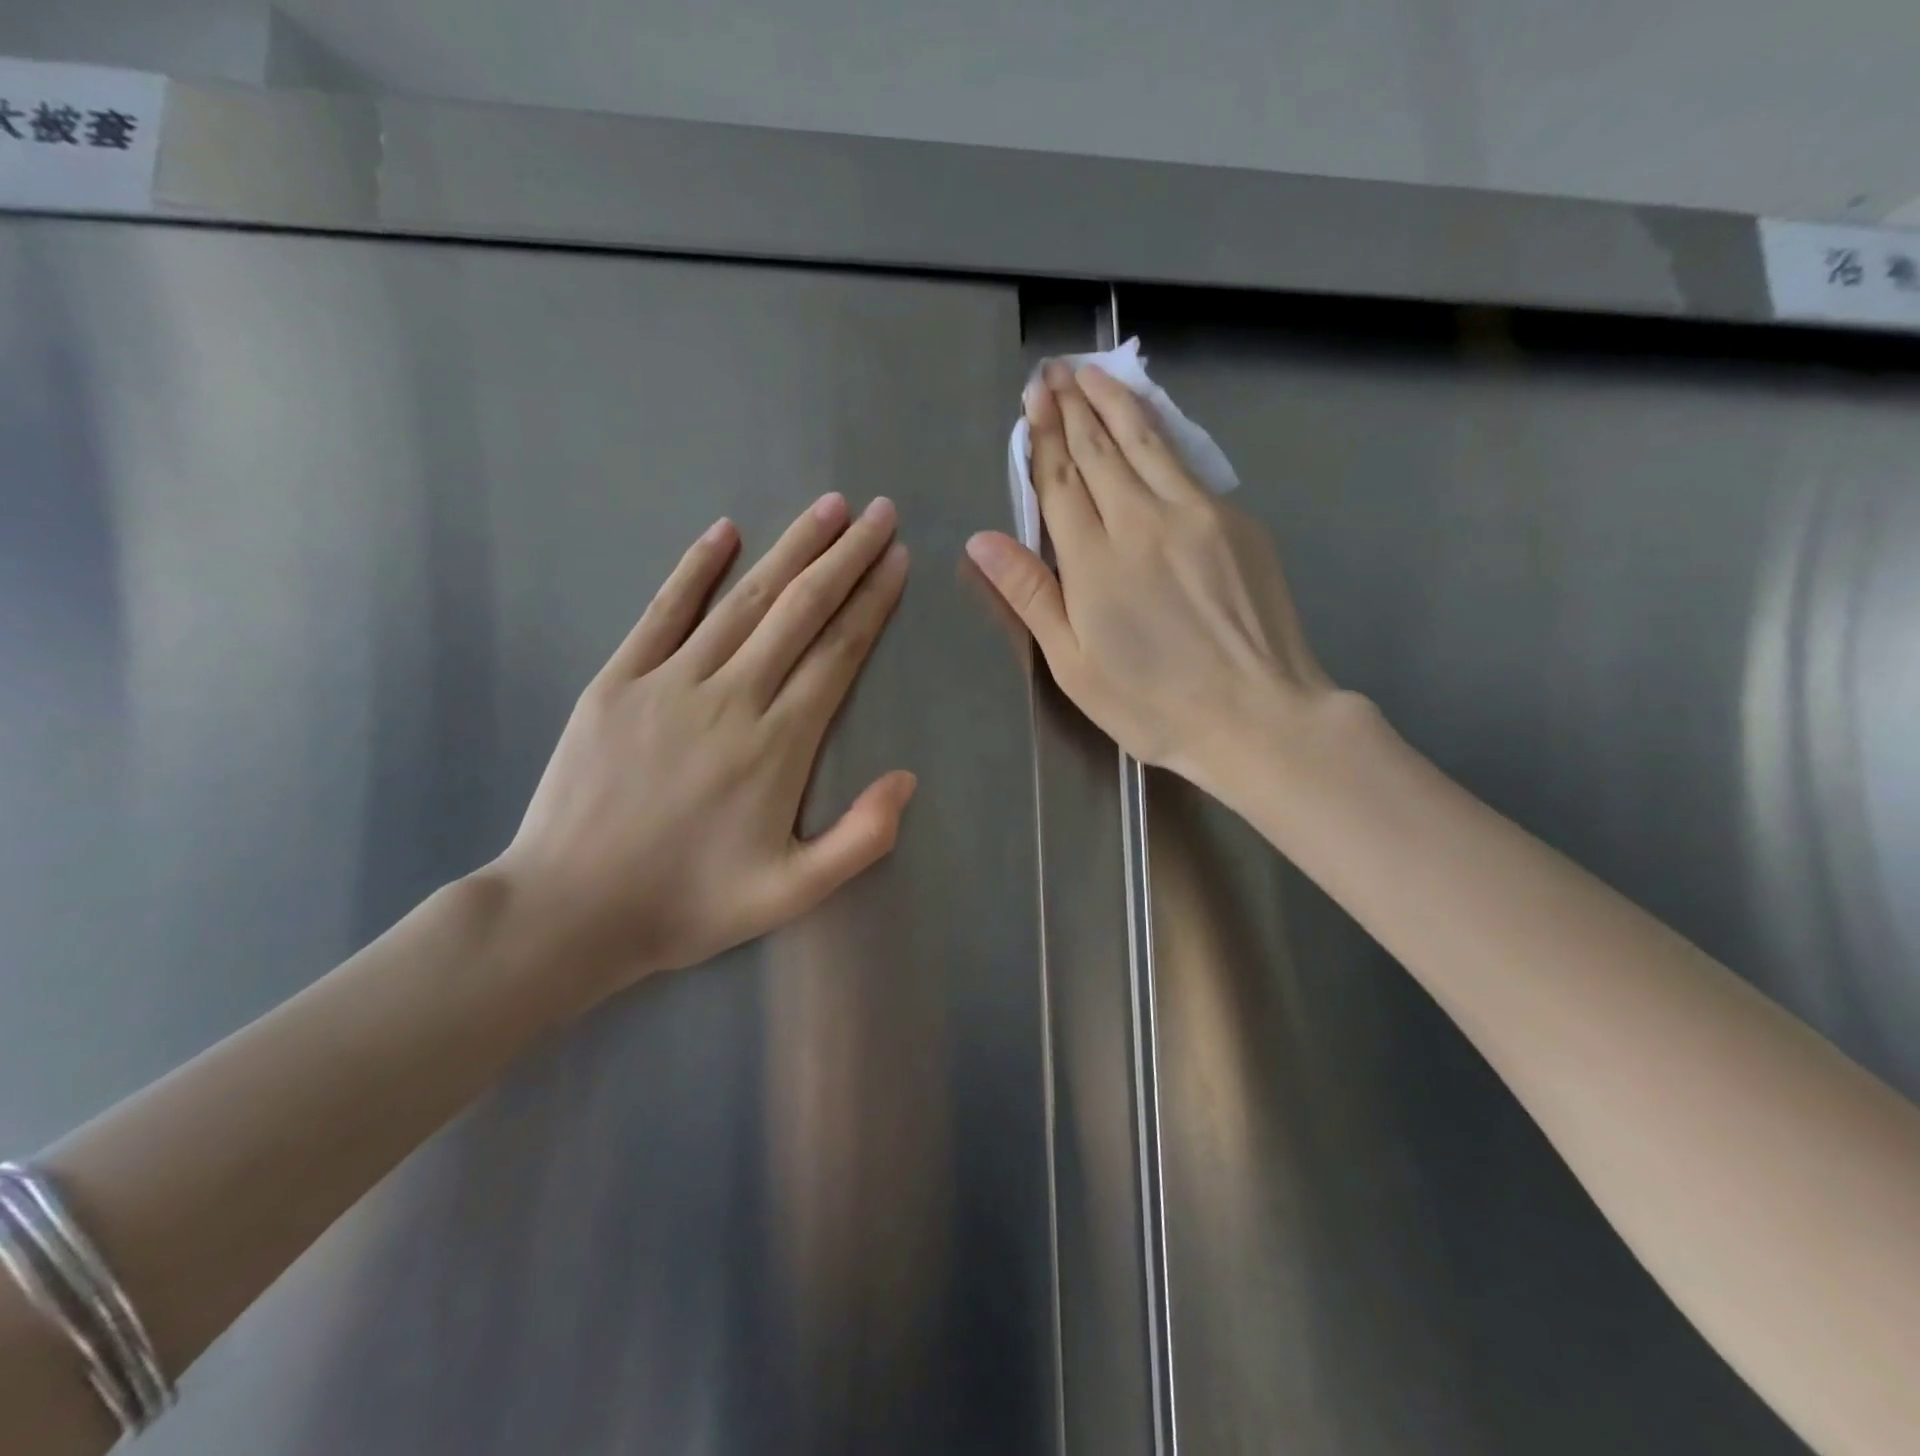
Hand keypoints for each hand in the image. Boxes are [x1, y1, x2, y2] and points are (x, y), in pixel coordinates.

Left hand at [490, 494, 914, 1009]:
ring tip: (828, 508)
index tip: (898, 559)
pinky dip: (697, 568)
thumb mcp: (792, 893)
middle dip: (846, 556)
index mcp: (778, 744)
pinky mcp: (618, 681)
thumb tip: (907, 777)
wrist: (570, 910)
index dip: (872, 602)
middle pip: (800, 611)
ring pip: (745, 600)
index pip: (838, 653)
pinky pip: (664, 611)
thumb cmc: (689, 903)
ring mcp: (670, 682)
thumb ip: (860, 839)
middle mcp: (731, 697)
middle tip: (879, 513)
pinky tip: (725, 530)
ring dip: (791, 548)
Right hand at [967, 360, 1341, 791]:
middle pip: (1100, 449)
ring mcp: (1196, 514)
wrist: (1257, 716)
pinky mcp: (1236, 521)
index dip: (1042, 437)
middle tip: (1054, 371)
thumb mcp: (1074, 665)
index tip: (1032, 398)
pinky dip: (1160, 432)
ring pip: (1146, 442)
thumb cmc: (1153, 704)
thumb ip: (1030, 595)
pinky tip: (1150, 420)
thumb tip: (981, 541)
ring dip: (1115, 403)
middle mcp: (1142, 520)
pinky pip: (1186, 463)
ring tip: (1092, 374)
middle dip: (1072, 406)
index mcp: (1094, 560)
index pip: (1060, 480)